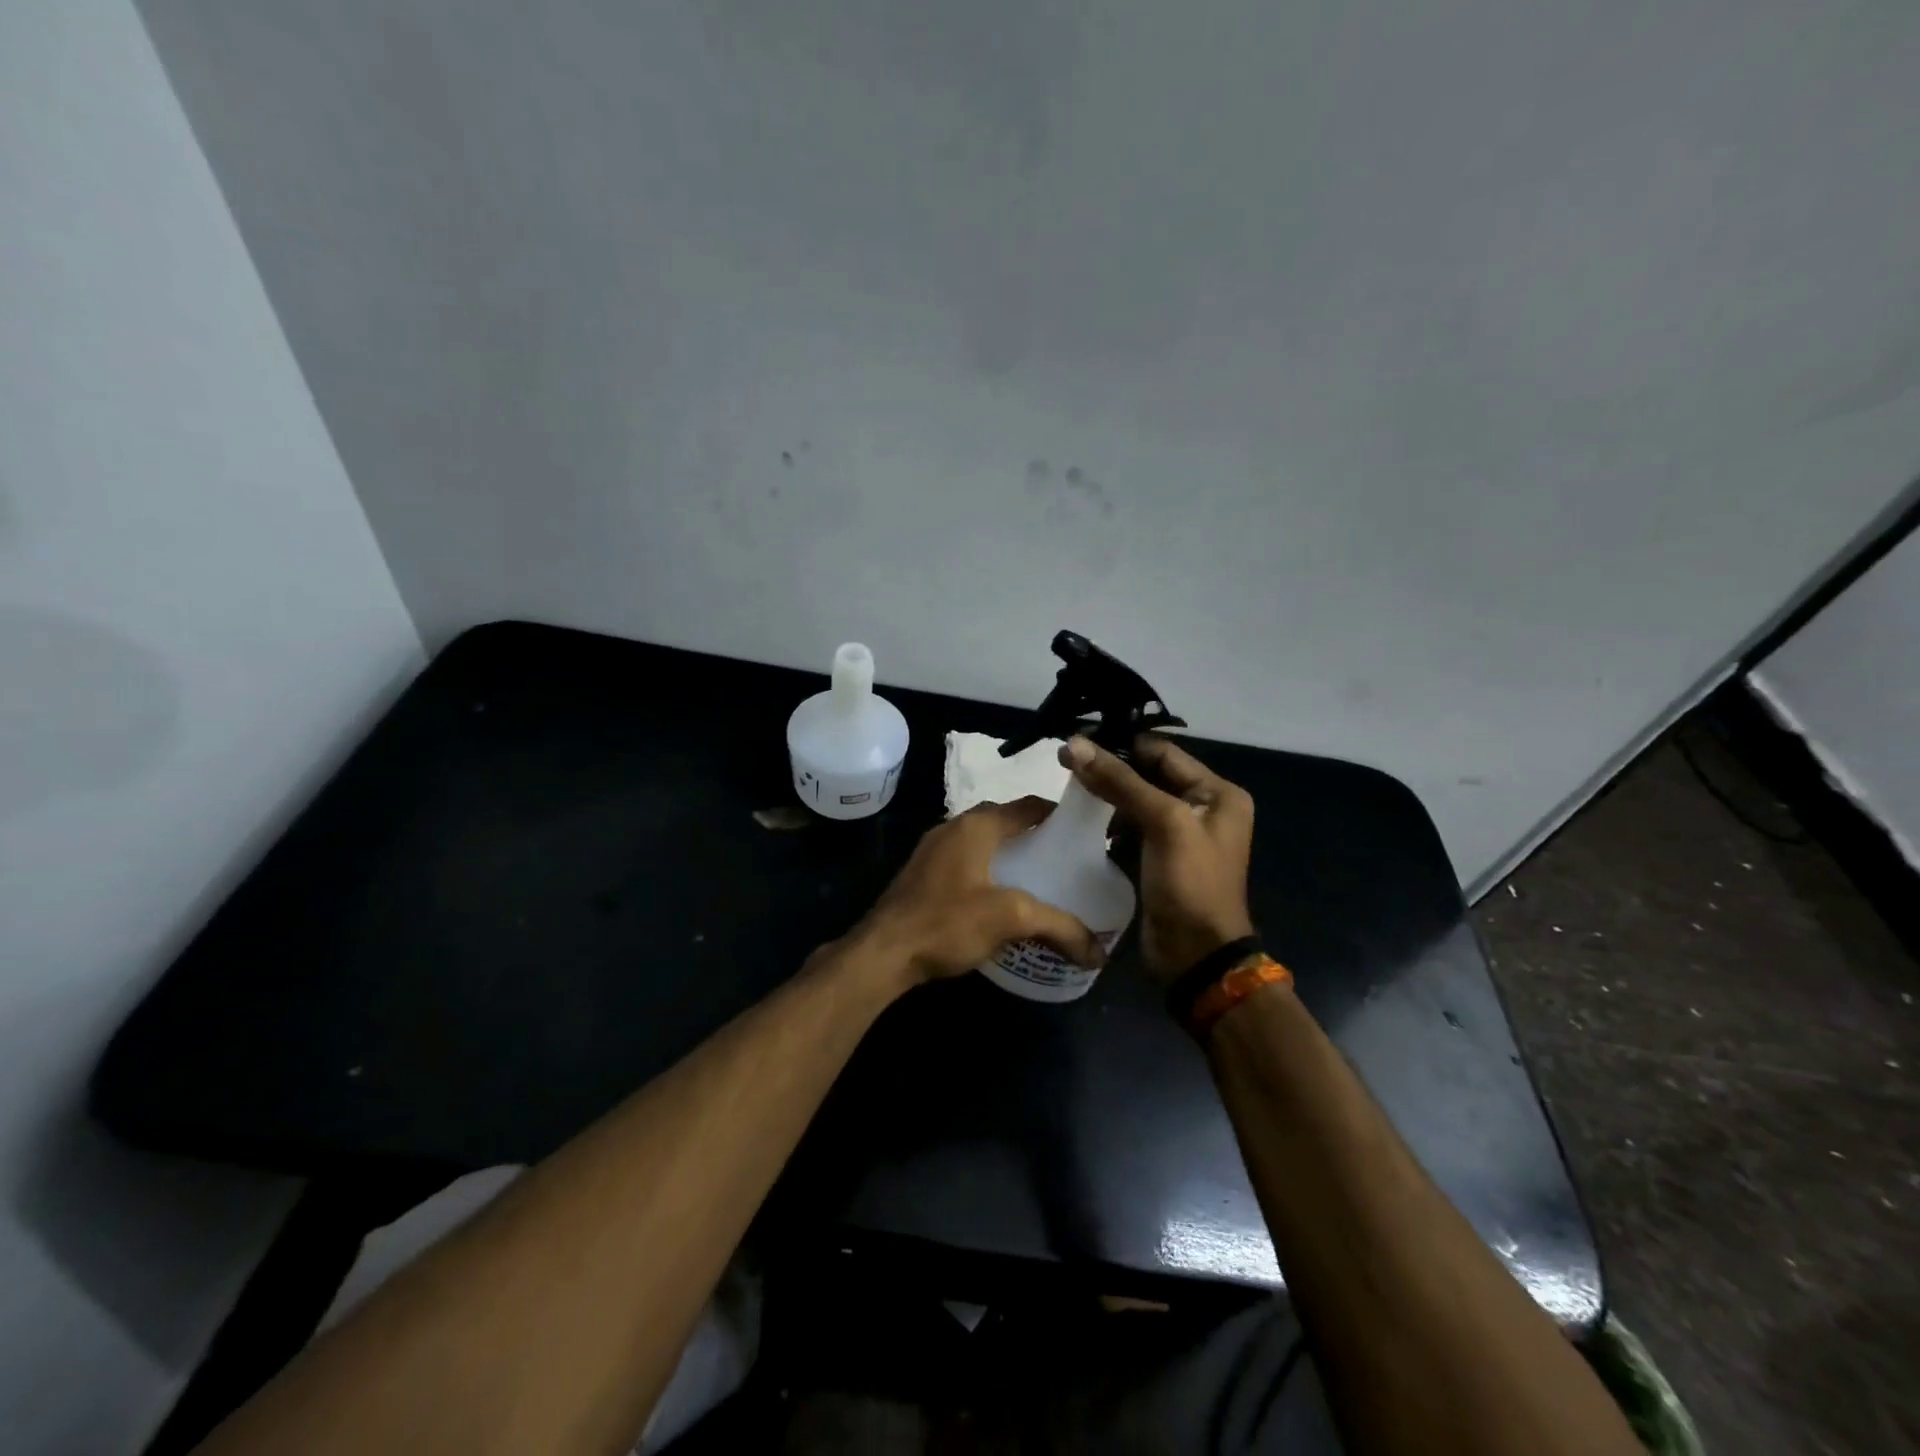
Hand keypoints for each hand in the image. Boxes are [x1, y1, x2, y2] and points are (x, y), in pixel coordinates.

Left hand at [851, 798, 1106, 987]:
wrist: (882, 953)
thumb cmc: (947, 922)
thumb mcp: (1011, 919)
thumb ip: (1059, 927)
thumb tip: (1098, 951)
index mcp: (976, 825)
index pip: (1028, 806)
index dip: (1059, 815)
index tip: (1085, 834)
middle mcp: (953, 827)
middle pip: (1005, 822)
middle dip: (1035, 837)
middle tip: (1064, 862)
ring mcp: (932, 850)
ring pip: (983, 843)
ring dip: (1009, 855)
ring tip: (1038, 880)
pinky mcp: (922, 875)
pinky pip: (965, 862)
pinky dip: (988, 871)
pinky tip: (1000, 899)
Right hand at [1059, 734, 1254, 981]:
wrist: (1196, 956)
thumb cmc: (1190, 883)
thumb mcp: (1163, 822)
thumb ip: (1120, 781)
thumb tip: (1073, 744)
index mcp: (1217, 793)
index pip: (1163, 753)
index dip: (1121, 744)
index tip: (1077, 741)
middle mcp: (1203, 808)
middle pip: (1148, 775)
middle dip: (1109, 770)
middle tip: (1065, 764)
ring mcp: (1180, 836)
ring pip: (1135, 801)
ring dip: (1106, 796)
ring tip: (1068, 790)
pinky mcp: (1159, 858)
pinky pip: (1130, 828)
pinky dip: (1108, 823)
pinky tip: (1082, 821)